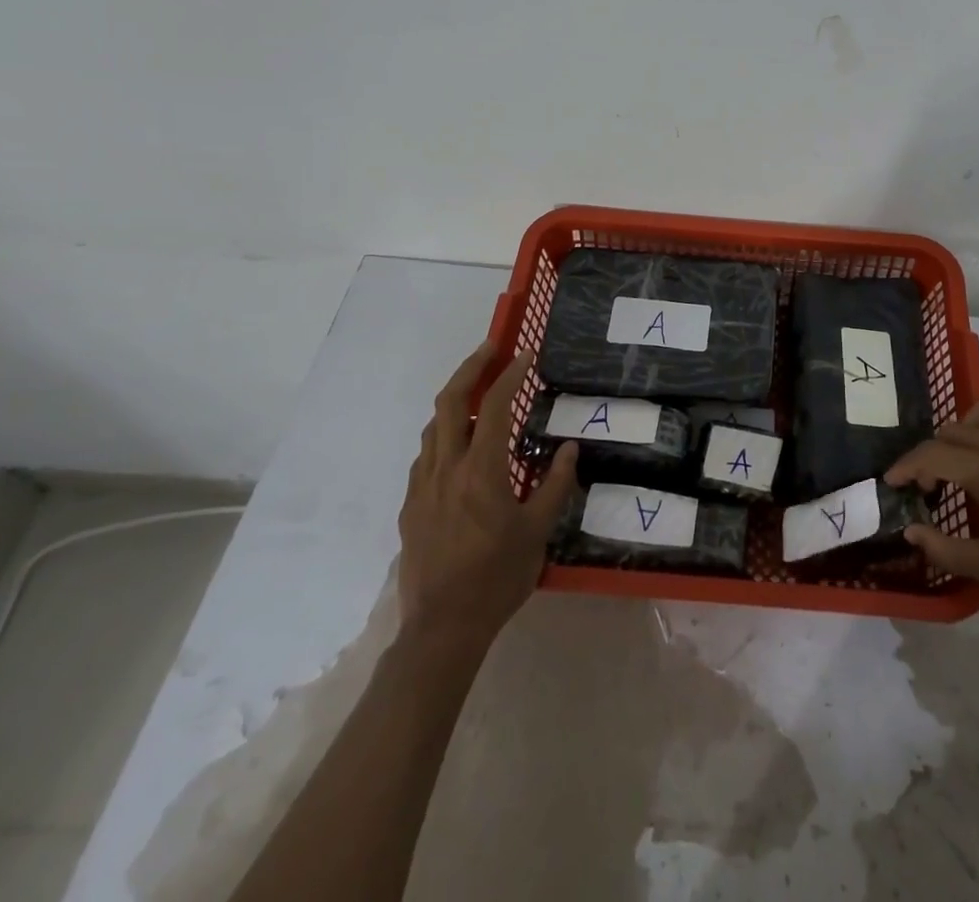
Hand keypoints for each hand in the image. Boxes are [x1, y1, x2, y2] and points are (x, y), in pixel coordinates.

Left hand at [397, 341, 579, 650]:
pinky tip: (458, 448)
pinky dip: (443, 436)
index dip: (510, 374)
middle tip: (490, 348)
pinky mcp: (410, 507)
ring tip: (478, 394)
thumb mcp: (539, 531)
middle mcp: (446, 468)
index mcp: (481, 470)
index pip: (495, 406)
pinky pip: (425, 456)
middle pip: (451, 402)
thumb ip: (555, 484)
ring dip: (455, 401)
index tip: (524, 354)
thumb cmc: (497, 577)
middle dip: (470, 368)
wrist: (442, 628)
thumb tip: (568, 449)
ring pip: (433, 427)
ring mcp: (422, 486)